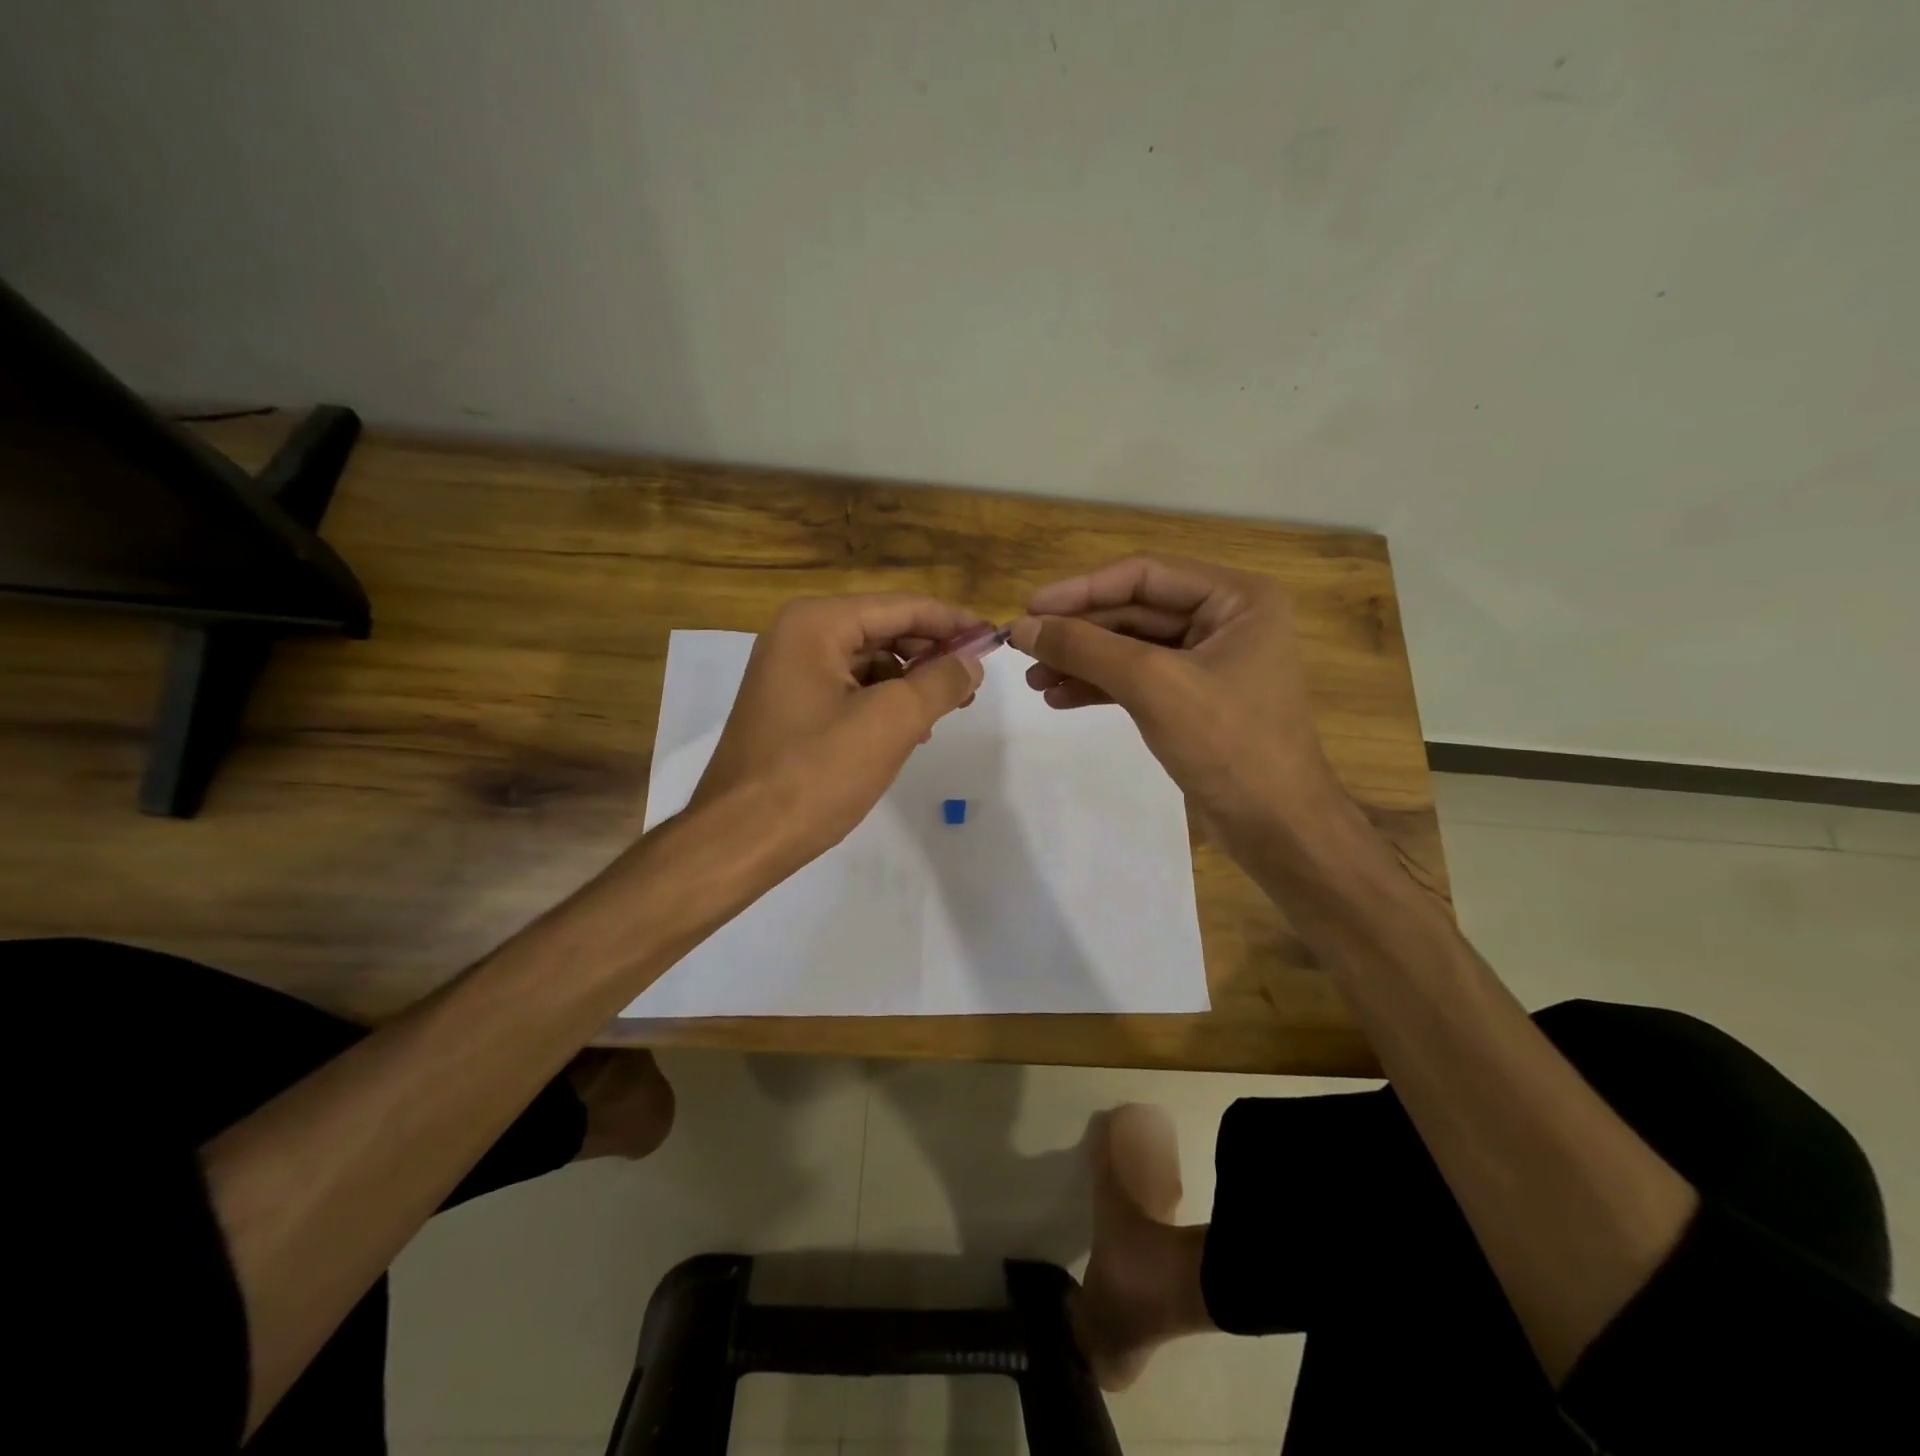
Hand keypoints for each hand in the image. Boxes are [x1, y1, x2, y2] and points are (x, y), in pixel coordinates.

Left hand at [687, 595, 985, 874]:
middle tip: (974, 683)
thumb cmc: (816, 773)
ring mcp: (789, 672)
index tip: (996, 638)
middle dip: (932, 654)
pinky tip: (908, 731)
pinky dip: (883, 704)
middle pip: (884, 630)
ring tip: (945, 712)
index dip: (953, 622)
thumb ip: (940, 682)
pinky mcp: (789, 706)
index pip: (902, 607)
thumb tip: (972, 660)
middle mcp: (798, 636)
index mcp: (816, 624)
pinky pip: (849, 690)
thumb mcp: (891, 722)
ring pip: (868, 663)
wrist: (740, 838)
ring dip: (910, 682)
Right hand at [1008, 555, 1342, 835]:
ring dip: (1082, 661)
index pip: (1144, 575)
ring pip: (1131, 647)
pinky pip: (1138, 679)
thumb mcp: (1153, 685)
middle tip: (1024, 649)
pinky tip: (1061, 698)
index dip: (1081, 590)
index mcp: (1236, 598)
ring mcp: (1210, 661)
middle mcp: (1225, 619)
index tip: (1029, 609)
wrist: (1276, 827)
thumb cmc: (1228, 743)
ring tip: (1034, 681)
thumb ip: (1085, 649)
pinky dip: (1099, 686)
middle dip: (1078, 632)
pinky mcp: (1194, 699)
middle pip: (1134, 610)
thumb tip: (1023, 627)